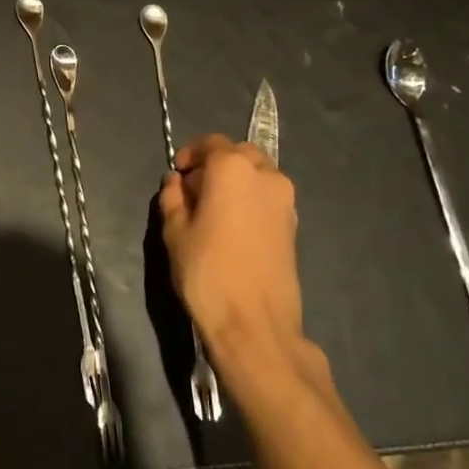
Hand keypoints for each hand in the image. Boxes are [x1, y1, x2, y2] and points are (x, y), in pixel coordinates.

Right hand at [158, 134, 316, 385]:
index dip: (190, 155)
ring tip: (215, 211)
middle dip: (216, 165)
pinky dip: (251, 199)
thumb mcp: (175, 232)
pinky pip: (268, 197)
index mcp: (232, 168)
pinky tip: (234, 227)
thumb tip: (177, 182)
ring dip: (236, 181)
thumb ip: (173, 198)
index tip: (178, 175)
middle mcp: (265, 174)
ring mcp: (285, 199)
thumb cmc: (207, 272)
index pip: (210, 143)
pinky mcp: (294, 224)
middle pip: (238, 154)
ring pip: (257, 174)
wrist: (255, 324)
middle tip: (194, 191)